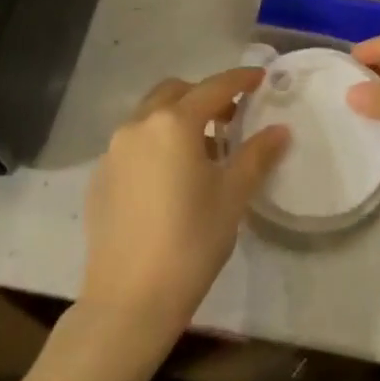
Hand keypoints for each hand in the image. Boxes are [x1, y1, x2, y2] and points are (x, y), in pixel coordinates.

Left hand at [80, 68, 288, 340]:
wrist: (128, 302)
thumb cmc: (190, 243)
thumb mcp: (232, 196)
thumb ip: (256, 155)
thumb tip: (279, 130)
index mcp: (174, 123)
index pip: (214, 87)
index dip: (240, 80)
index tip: (260, 78)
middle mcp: (139, 125)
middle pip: (176, 92)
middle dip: (205, 96)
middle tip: (231, 118)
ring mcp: (113, 151)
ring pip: (151, 115)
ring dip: (178, 118)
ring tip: (202, 150)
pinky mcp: (100, 178)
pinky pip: (133, 143)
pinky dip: (156, 142)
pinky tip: (170, 178)